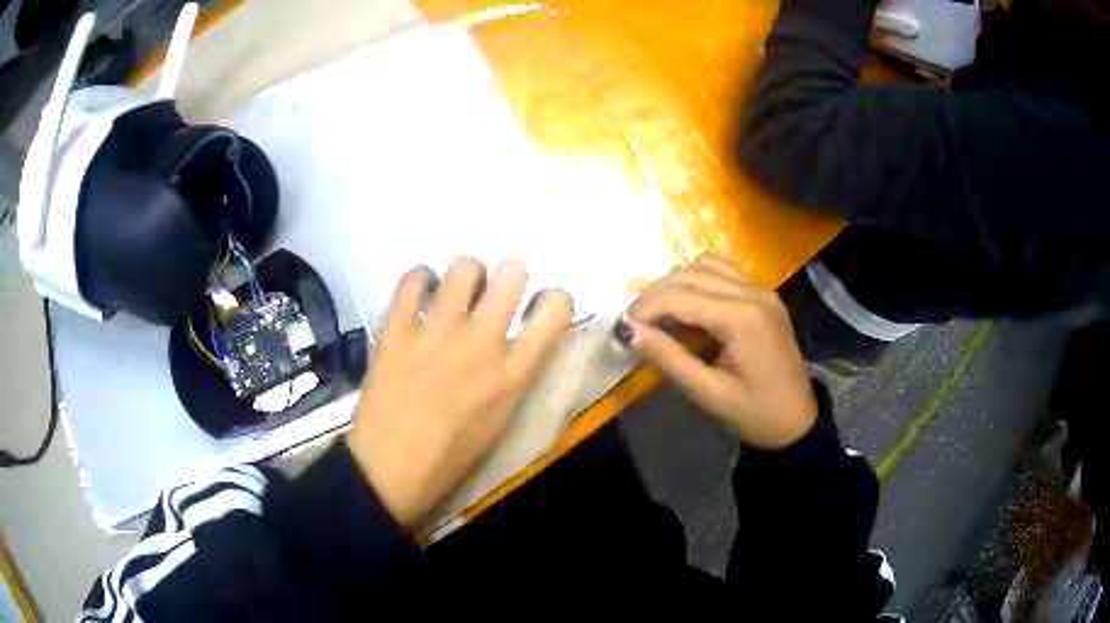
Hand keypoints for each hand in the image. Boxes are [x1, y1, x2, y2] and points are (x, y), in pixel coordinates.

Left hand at [346, 258, 572, 527]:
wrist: (390, 469)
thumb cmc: (451, 458)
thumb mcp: (500, 422)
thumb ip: (515, 376)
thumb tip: (517, 343)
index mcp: (512, 374)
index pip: (555, 309)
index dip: (554, 299)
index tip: (540, 306)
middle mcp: (480, 342)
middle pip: (511, 272)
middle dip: (510, 275)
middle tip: (495, 294)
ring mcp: (435, 331)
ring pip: (464, 266)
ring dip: (467, 276)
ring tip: (456, 294)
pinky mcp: (396, 328)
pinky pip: (413, 278)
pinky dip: (421, 279)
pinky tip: (420, 293)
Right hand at [618, 254, 816, 448]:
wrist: (798, 421)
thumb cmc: (755, 414)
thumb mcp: (708, 394)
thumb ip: (669, 359)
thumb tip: (628, 330)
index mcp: (742, 318)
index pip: (679, 296)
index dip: (644, 308)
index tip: (622, 329)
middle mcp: (753, 292)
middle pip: (689, 274)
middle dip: (654, 294)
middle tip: (633, 323)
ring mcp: (761, 290)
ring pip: (705, 265)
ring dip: (675, 282)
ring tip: (656, 311)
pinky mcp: (763, 295)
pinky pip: (724, 272)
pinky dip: (698, 279)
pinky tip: (687, 302)